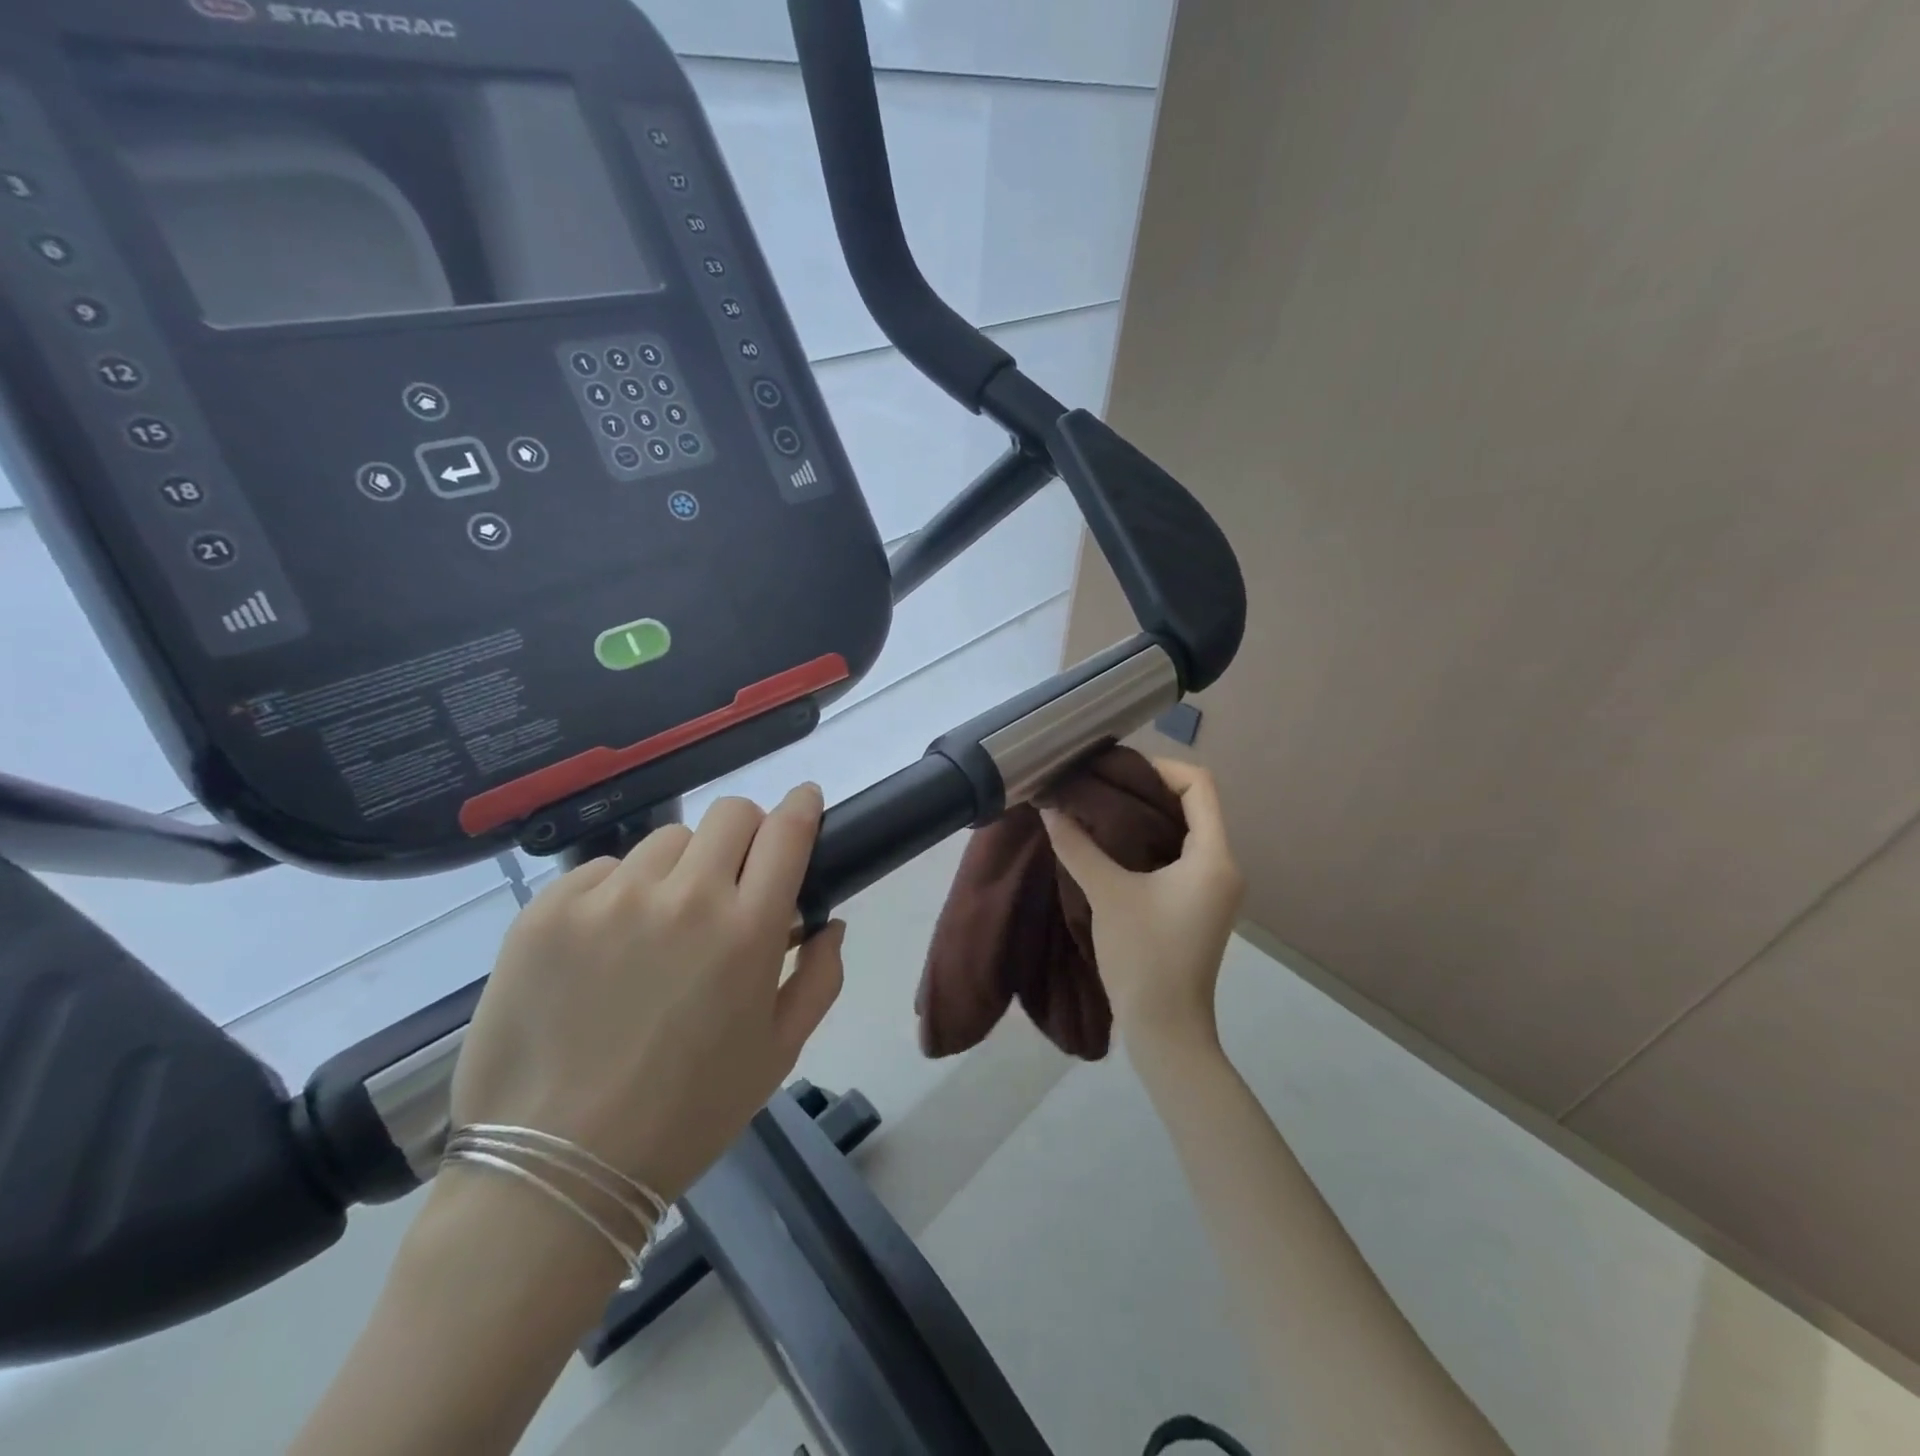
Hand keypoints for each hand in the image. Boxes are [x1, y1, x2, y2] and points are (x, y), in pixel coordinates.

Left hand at [449, 784, 845, 1207]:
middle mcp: (685, 897)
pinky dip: (618, 893)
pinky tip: (603, 946)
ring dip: (680, 867)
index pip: (787, 831)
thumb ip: (820, 978)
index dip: (802, 806)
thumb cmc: (686, 1115)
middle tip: (733, 876)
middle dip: (746, 832)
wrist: (555, 1170)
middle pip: (731, 813)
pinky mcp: (549, 909)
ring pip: (666, 840)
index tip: (805, 802)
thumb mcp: (778, 1054)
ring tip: (660, 923)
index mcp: (748, 930)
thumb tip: (829, 923)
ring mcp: (611, 897)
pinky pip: (602, 871)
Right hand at [1042, 760, 1243, 1048]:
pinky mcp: (1197, 904)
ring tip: (1099, 809)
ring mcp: (1213, 887)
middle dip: (1146, 788)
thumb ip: (1078, 846)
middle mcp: (1223, 865)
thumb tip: (1049, 807)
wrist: (1165, 1029)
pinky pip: (1178, 854)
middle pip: (1192, 803)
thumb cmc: (1144, 957)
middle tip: (1099, 785)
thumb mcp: (1108, 895)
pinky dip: (1148, 840)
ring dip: (1146, 815)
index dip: (1160, 767)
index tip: (1116, 771)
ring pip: (1184, 829)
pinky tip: (1111, 844)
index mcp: (1214, 857)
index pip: (1199, 785)